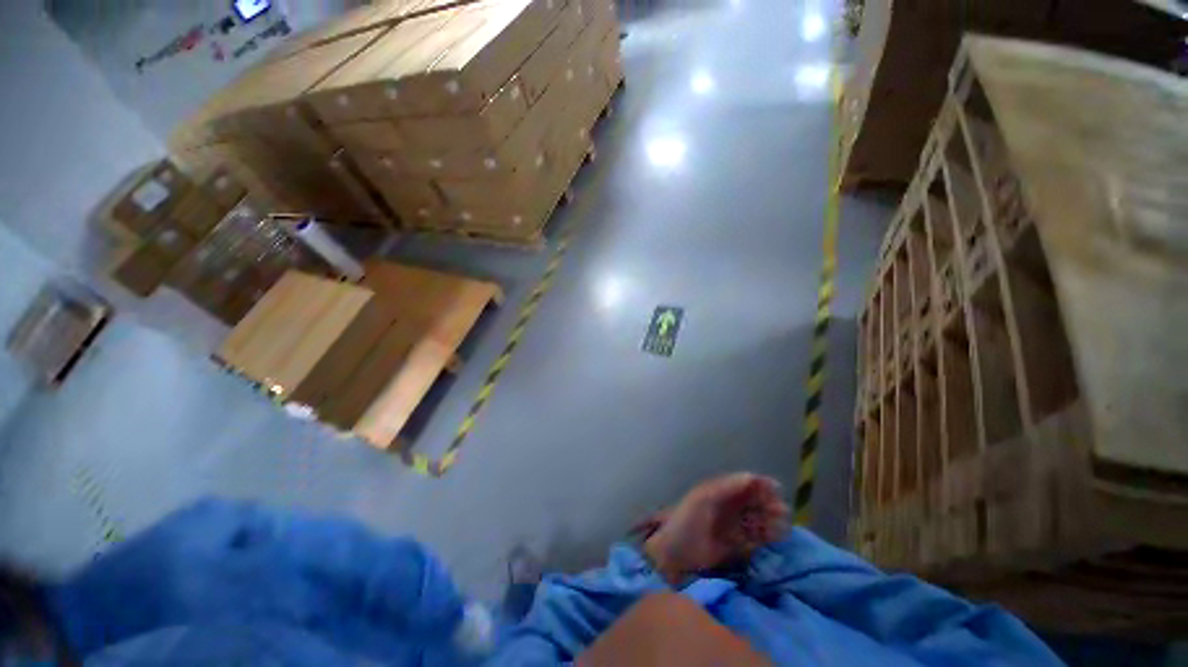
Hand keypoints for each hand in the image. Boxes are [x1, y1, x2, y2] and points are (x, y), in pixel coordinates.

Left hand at [643, 473, 788, 583]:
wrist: (674, 553)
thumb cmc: (687, 520)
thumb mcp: (703, 498)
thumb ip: (726, 487)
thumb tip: (751, 476)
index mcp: (720, 491)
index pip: (744, 483)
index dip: (760, 484)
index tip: (776, 488)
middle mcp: (729, 505)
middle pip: (754, 501)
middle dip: (769, 503)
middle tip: (781, 510)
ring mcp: (733, 525)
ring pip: (758, 518)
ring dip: (771, 519)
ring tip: (782, 524)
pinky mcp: (736, 545)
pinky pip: (756, 537)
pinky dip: (767, 536)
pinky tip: (776, 536)